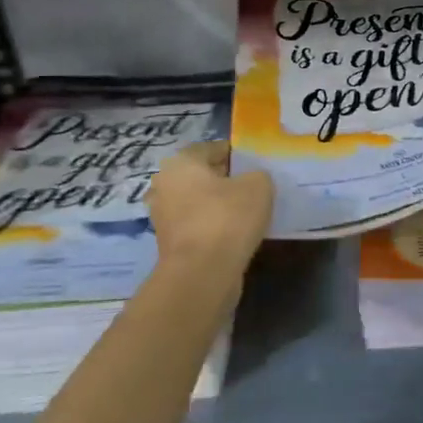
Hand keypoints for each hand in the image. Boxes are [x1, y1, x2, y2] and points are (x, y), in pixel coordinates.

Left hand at [147, 142, 273, 273]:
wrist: (202, 274)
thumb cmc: (227, 218)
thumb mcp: (258, 185)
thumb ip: (258, 175)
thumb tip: (253, 181)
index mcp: (180, 163)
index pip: (212, 148)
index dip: (237, 154)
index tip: (257, 164)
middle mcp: (165, 186)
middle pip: (203, 176)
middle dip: (227, 180)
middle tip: (255, 186)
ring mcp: (164, 218)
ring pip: (200, 203)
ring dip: (220, 206)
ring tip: (250, 212)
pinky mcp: (171, 246)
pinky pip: (199, 227)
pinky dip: (216, 228)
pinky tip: (238, 234)